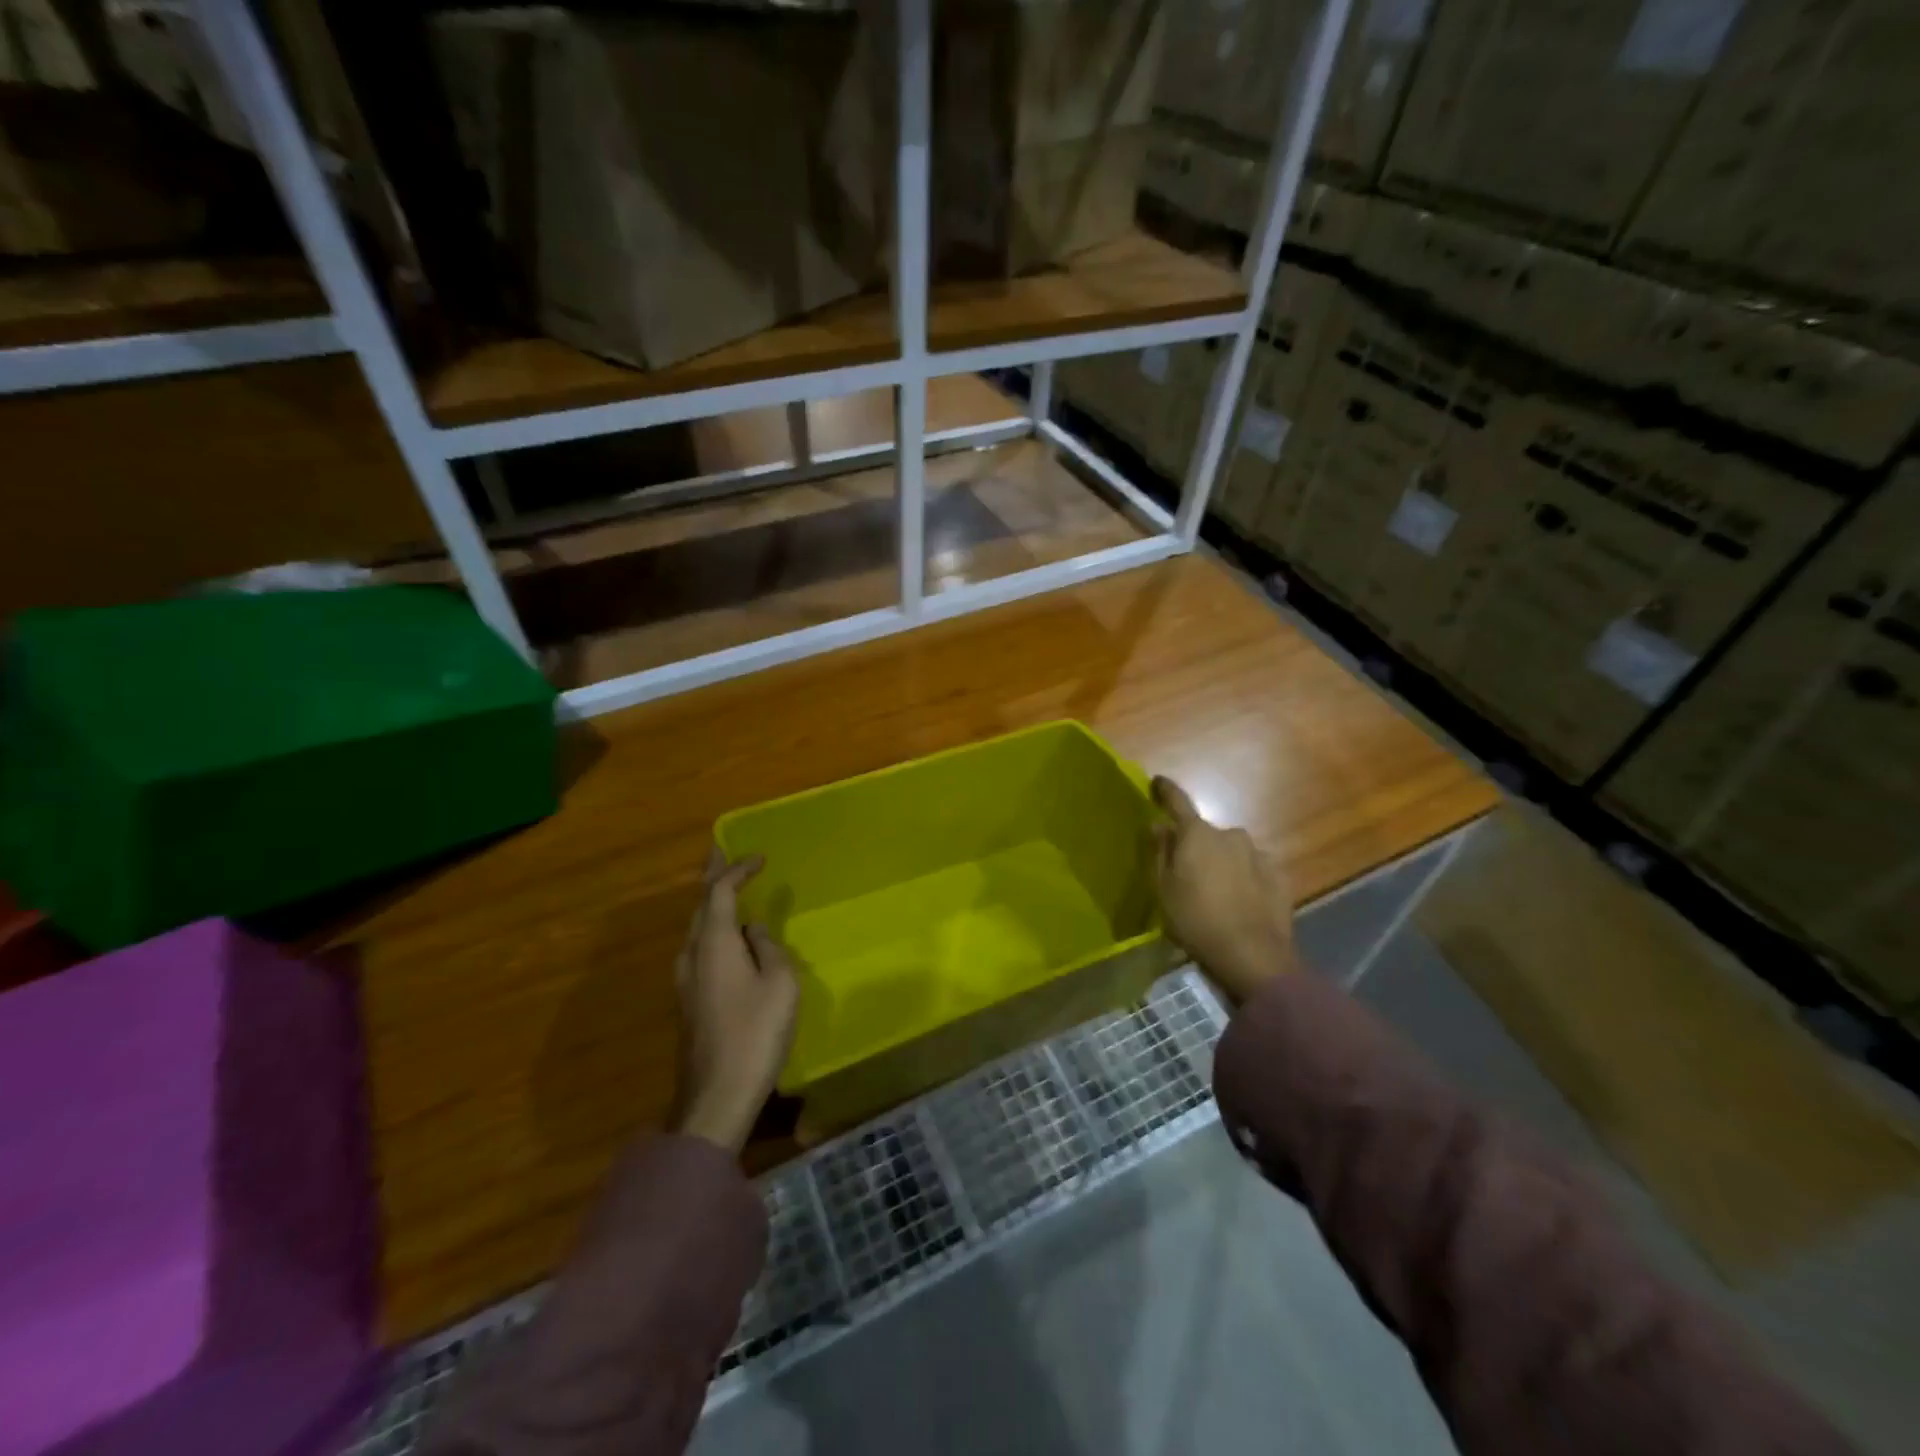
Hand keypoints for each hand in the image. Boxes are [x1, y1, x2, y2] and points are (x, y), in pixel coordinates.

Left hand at [673, 850, 799, 1154]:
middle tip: (723, 854)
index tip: (759, 857)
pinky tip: (727, 937)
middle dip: (712, 877)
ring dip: (711, 903)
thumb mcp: (780, 984)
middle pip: (700, 905)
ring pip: (696, 928)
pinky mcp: (688, 1000)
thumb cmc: (755, 1033)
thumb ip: (768, 948)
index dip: (737, 869)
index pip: (720, 891)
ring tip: (726, 888)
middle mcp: (692, 954)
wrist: (716, 1096)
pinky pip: (700, 948)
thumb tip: (754, 932)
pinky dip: (714, 928)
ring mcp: (685, 979)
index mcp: (714, 943)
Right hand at [1151, 776, 1293, 1003]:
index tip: (1157, 782)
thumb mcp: (1164, 889)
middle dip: (1196, 846)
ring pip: (1231, 851)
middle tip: (1187, 874)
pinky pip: (1253, 869)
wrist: (1253, 956)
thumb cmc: (1195, 920)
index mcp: (1197, 834)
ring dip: (1222, 863)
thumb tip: (1159, 825)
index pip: (1178, 802)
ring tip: (1216, 893)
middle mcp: (1230, 835)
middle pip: (1205, 834)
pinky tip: (1240, 902)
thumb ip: (1160, 852)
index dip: (1165, 791)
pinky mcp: (1279, 876)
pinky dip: (1244, 878)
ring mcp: (1259, 854)